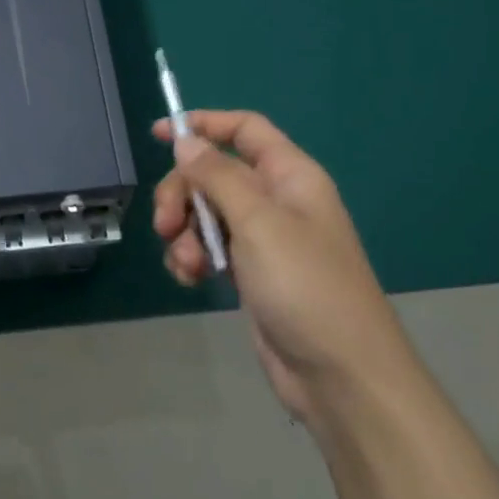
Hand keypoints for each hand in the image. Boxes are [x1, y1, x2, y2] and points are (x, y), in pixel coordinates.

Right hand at [153, 110, 409, 420]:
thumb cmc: (306, 286)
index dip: (204, 124)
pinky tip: (191, 280)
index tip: (158, 135)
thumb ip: (218, 176)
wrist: (340, 375)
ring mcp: (263, 239)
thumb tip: (186, 141)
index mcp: (290, 177)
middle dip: (182, 195)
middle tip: (166, 224)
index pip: (245, 129)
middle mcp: (276, 201)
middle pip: (213, 174)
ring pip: (205, 214)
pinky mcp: (250, 273)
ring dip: (185, 234)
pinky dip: (193, 259)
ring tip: (188, 264)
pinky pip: (209, 249)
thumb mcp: (258, 222)